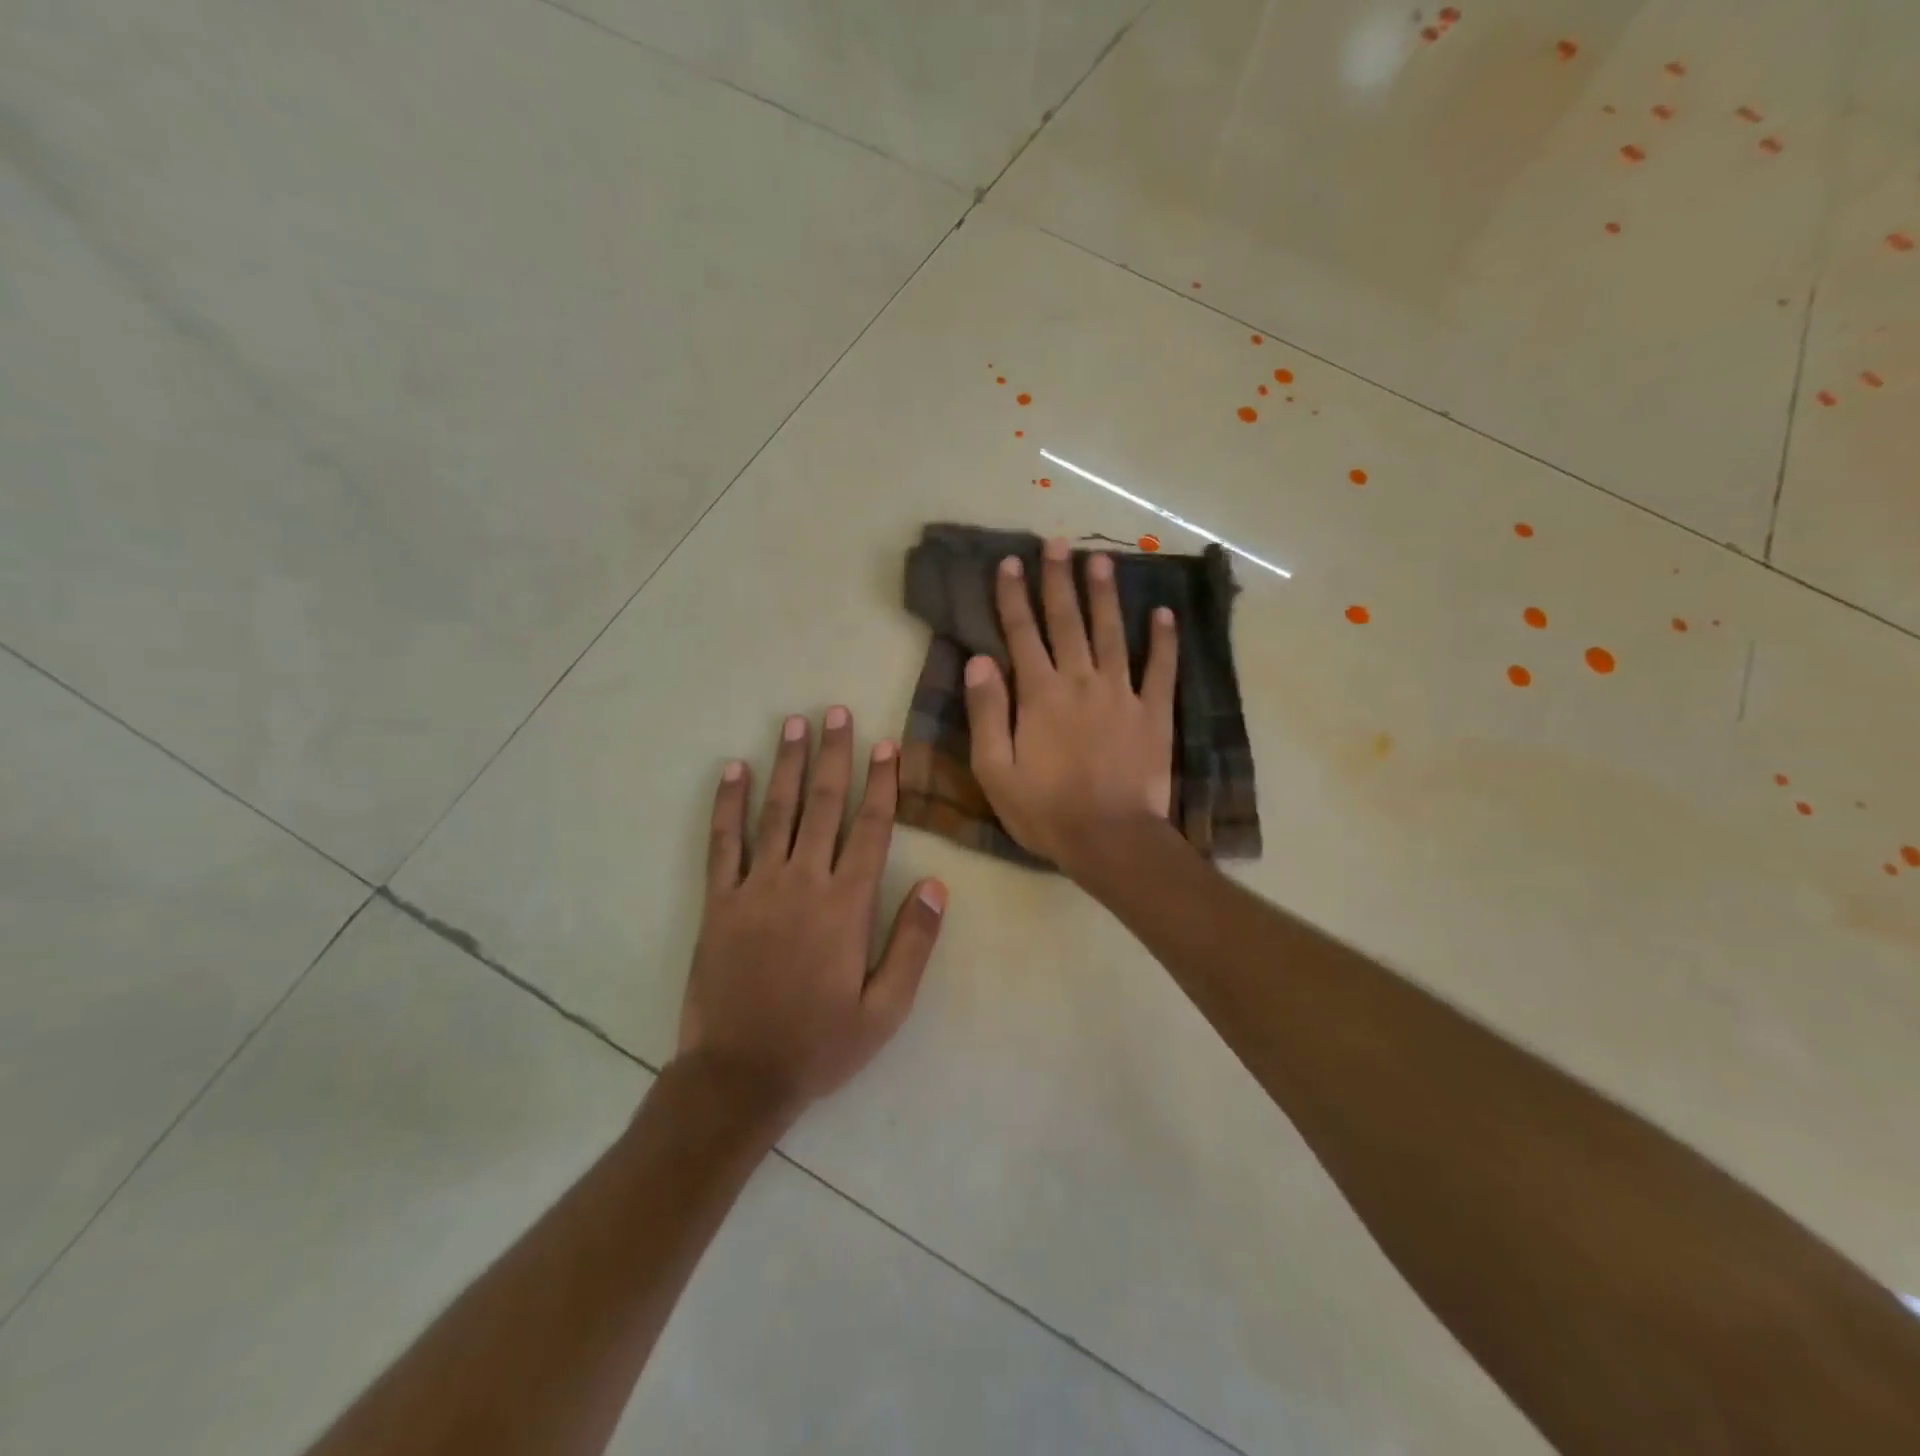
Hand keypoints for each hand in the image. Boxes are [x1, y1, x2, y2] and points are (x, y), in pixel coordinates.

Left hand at [676, 708, 946, 1122]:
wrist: (739, 1076)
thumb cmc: (820, 1043)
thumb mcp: (886, 1008)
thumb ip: (913, 943)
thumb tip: (937, 884)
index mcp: (847, 905)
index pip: (871, 829)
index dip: (882, 783)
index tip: (886, 746)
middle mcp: (803, 882)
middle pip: (822, 806)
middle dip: (833, 755)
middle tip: (836, 712)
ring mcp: (756, 888)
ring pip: (775, 812)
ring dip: (787, 764)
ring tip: (794, 723)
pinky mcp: (719, 901)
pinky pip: (723, 842)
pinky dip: (728, 804)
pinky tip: (733, 770)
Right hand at [963, 537, 1177, 876]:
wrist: (1110, 839)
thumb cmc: (1045, 810)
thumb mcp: (994, 770)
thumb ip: (986, 712)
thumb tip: (978, 660)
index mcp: (1039, 694)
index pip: (1022, 633)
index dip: (1013, 596)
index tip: (1009, 562)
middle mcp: (1080, 681)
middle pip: (1067, 621)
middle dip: (1058, 580)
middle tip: (1056, 543)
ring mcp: (1122, 694)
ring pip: (1112, 633)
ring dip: (1105, 595)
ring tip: (1101, 559)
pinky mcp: (1153, 713)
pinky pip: (1161, 669)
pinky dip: (1163, 640)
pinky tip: (1164, 613)